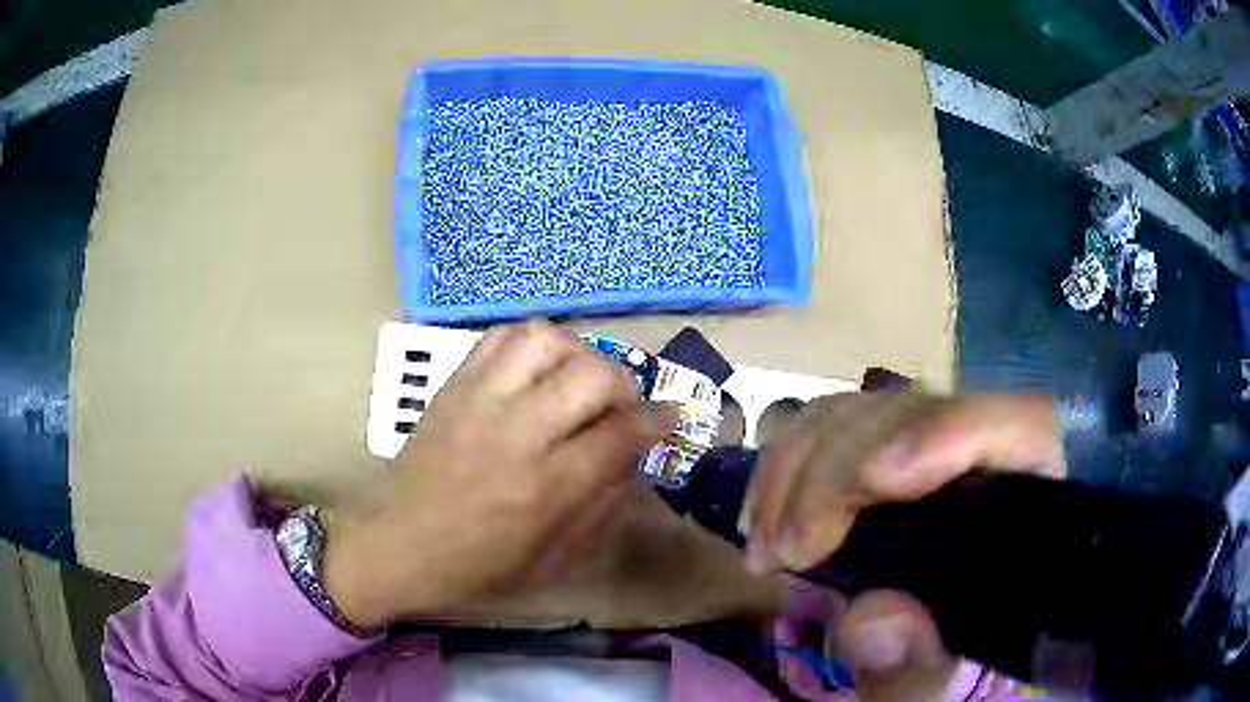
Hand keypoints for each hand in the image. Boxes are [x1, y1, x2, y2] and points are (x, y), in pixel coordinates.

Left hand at [320, 320, 676, 627]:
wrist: (400, 544)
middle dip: (623, 382)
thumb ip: (601, 505)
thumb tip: (634, 458)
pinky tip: (536, 367)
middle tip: (620, 402)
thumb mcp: (553, 557)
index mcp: (547, 486)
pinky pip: (501, 337)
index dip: (657, 419)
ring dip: (577, 353)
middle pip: (593, 374)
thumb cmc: (479, 564)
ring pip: (547, 340)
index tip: (667, 417)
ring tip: (577, 378)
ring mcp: (481, 400)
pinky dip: (531, 342)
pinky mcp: (454, 385)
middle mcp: (519, 432)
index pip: (622, 433)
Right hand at [745, 391, 1063, 699]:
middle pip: (920, 413)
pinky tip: (759, 518)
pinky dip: (782, 466)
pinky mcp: (875, 449)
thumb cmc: (931, 662)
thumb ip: (911, 668)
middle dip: (839, 475)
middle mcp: (981, 459)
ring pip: (864, 411)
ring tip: (766, 547)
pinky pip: (826, 426)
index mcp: (1022, 507)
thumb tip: (875, 616)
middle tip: (787, 549)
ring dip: (797, 469)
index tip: (878, 480)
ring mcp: (924, 446)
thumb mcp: (924, 686)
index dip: (956, 431)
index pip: (1023, 426)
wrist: (906, 646)